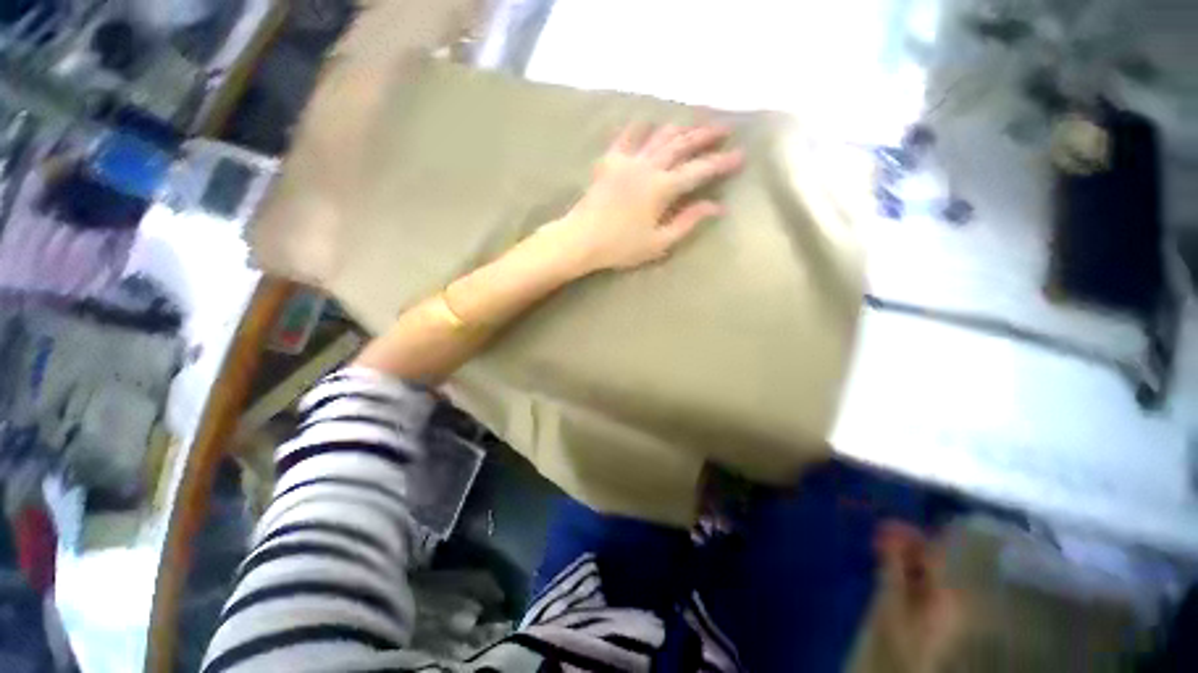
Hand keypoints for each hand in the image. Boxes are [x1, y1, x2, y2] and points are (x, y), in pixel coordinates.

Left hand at [548, 122, 743, 273]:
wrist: (582, 239)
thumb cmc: (621, 246)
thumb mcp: (658, 242)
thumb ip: (687, 222)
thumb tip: (715, 206)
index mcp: (662, 188)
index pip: (699, 171)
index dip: (721, 163)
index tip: (740, 156)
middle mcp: (648, 166)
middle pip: (682, 145)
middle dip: (704, 136)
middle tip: (723, 129)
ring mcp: (628, 160)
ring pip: (658, 136)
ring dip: (679, 128)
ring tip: (692, 124)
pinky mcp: (609, 161)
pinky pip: (627, 136)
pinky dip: (639, 127)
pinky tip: (646, 122)